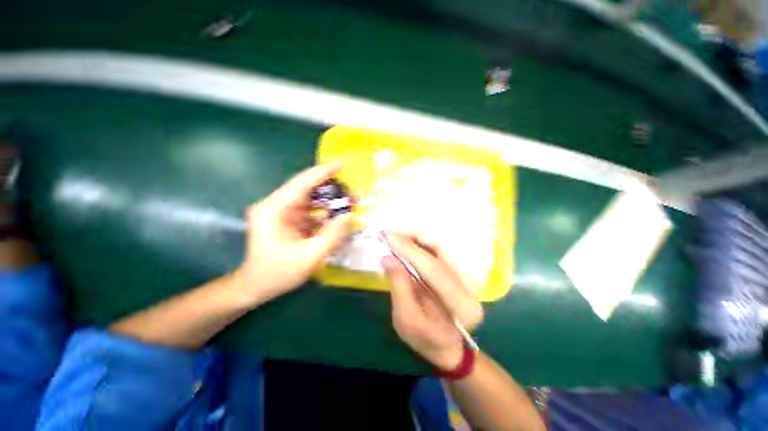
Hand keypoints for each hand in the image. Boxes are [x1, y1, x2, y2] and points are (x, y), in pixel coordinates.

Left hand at [233, 164, 353, 305]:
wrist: (255, 287)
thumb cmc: (276, 273)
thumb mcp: (308, 257)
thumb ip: (331, 236)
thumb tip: (349, 216)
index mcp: (273, 209)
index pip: (301, 183)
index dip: (322, 172)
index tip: (342, 164)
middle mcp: (276, 205)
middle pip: (308, 189)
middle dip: (332, 190)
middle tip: (353, 195)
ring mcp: (282, 212)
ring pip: (311, 200)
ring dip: (330, 202)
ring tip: (350, 205)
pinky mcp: (288, 220)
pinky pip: (311, 211)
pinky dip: (325, 213)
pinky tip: (338, 218)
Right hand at [383, 234, 483, 369]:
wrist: (445, 346)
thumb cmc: (425, 340)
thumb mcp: (406, 319)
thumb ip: (399, 287)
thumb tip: (388, 258)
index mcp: (460, 305)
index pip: (433, 268)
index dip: (410, 250)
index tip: (389, 236)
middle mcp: (469, 286)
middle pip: (438, 254)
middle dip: (411, 242)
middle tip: (389, 234)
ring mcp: (466, 277)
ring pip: (439, 250)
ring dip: (415, 240)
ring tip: (395, 237)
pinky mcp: (458, 271)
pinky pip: (437, 252)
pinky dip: (420, 246)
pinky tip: (406, 244)